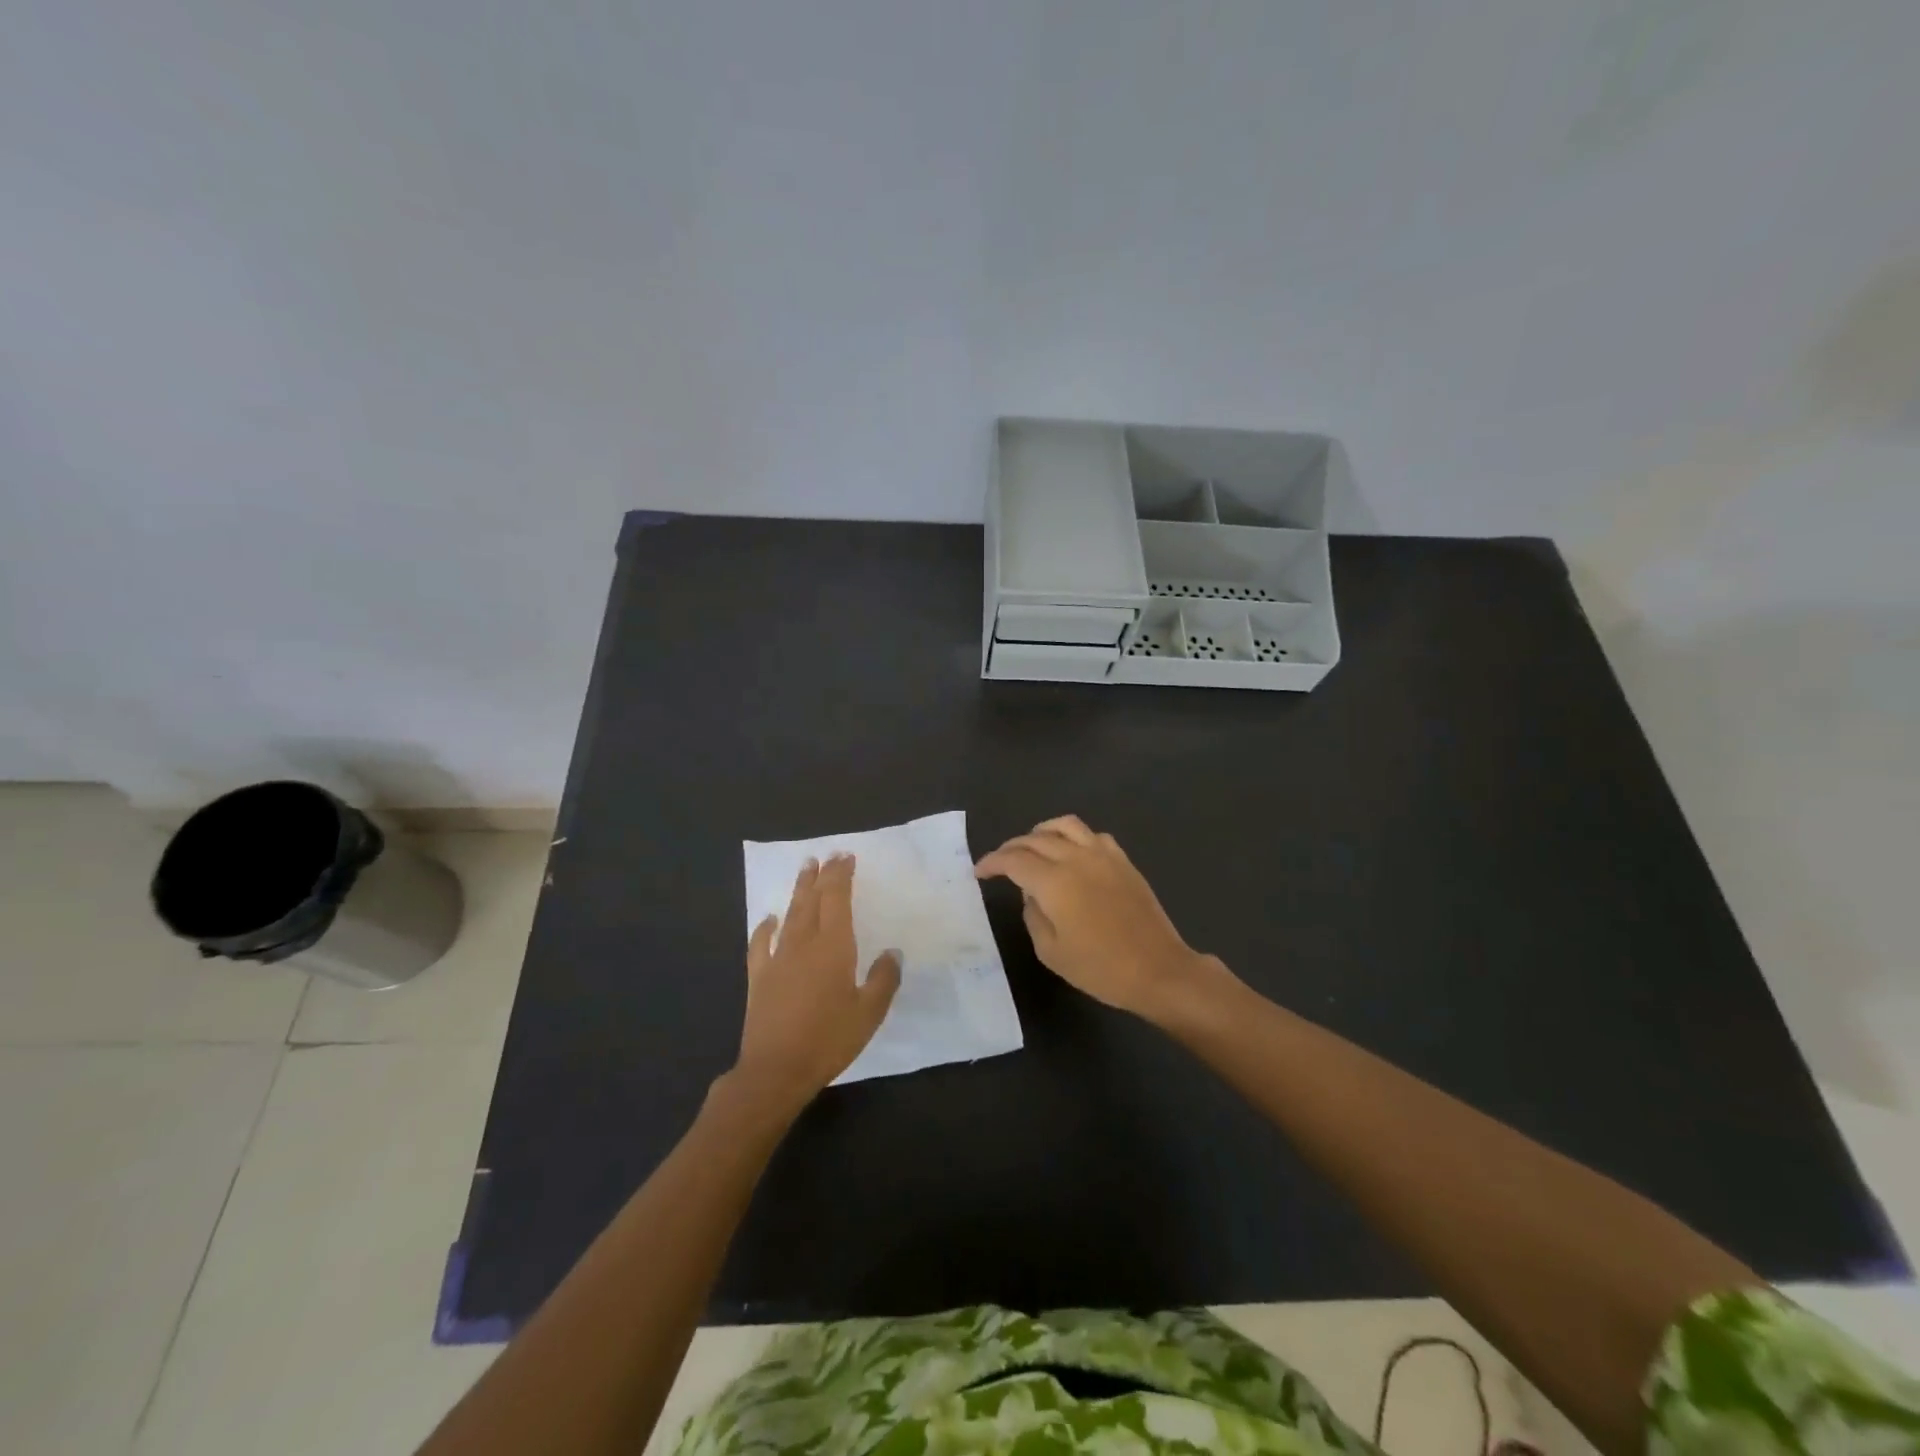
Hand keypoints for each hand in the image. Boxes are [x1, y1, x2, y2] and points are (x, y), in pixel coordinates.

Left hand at [733, 854, 900, 1107]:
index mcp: (833, 947)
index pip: (837, 900)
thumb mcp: (869, 1013)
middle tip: (826, 856)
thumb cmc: (828, 1040)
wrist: (776, 1070)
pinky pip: (760, 944)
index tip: (845, 856)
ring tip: (804, 869)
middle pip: (812, 900)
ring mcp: (778, 959)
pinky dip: (765, 928)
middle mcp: (804, 943)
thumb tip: (892, 952)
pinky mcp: (759, 977)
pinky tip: (768, 919)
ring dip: (798, 891)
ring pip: (790, 915)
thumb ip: (883, 979)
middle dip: (821, 876)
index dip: (841, 876)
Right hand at [975, 816, 1224, 1021]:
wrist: (1158, 970)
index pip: (1013, 860)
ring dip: (1042, 831)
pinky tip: (1071, 852)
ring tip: (1032, 845)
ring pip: (1065, 825)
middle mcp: (1076, 858)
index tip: (980, 871)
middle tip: (1000, 862)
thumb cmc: (1101, 968)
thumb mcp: (1051, 952)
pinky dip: (1073, 836)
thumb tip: (1031, 894)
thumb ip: (1033, 916)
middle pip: (1035, 839)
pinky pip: (1092, 834)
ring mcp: (1103, 855)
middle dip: (1012, 847)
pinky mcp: (1123, 860)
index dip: (992, 862)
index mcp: (1054, 881)